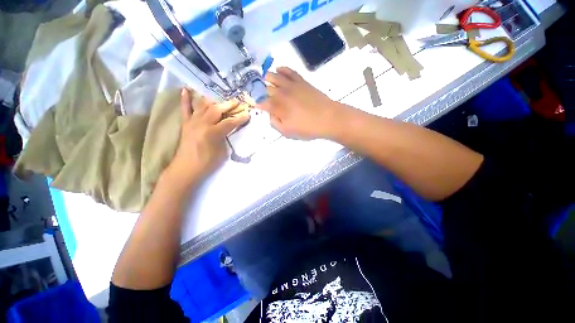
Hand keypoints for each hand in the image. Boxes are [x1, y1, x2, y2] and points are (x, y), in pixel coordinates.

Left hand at [165, 89, 249, 185]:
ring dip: (214, 101)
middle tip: (238, 102)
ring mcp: (192, 122)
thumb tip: (228, 128)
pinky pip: (184, 109)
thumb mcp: (222, 151)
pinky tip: (186, 90)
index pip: (230, 122)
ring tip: (221, 100)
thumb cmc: (207, 163)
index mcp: (213, 132)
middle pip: (217, 109)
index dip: (240, 118)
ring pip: (203, 106)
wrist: (186, 168)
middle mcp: (202, 123)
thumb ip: (225, 137)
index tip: (248, 113)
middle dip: (229, 105)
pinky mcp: (185, 123)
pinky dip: (185, 99)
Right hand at [259, 67, 346, 139]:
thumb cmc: (307, 128)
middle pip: (267, 88)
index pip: (262, 103)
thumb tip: (270, 115)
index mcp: (277, 107)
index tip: (259, 106)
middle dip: (263, 92)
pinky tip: (279, 69)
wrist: (328, 118)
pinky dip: (282, 69)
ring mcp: (291, 85)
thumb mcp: (287, 132)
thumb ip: (275, 123)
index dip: (259, 104)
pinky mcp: (301, 81)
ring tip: (267, 80)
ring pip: (274, 76)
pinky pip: (289, 71)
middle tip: (265, 96)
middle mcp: (281, 93)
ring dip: (268, 78)